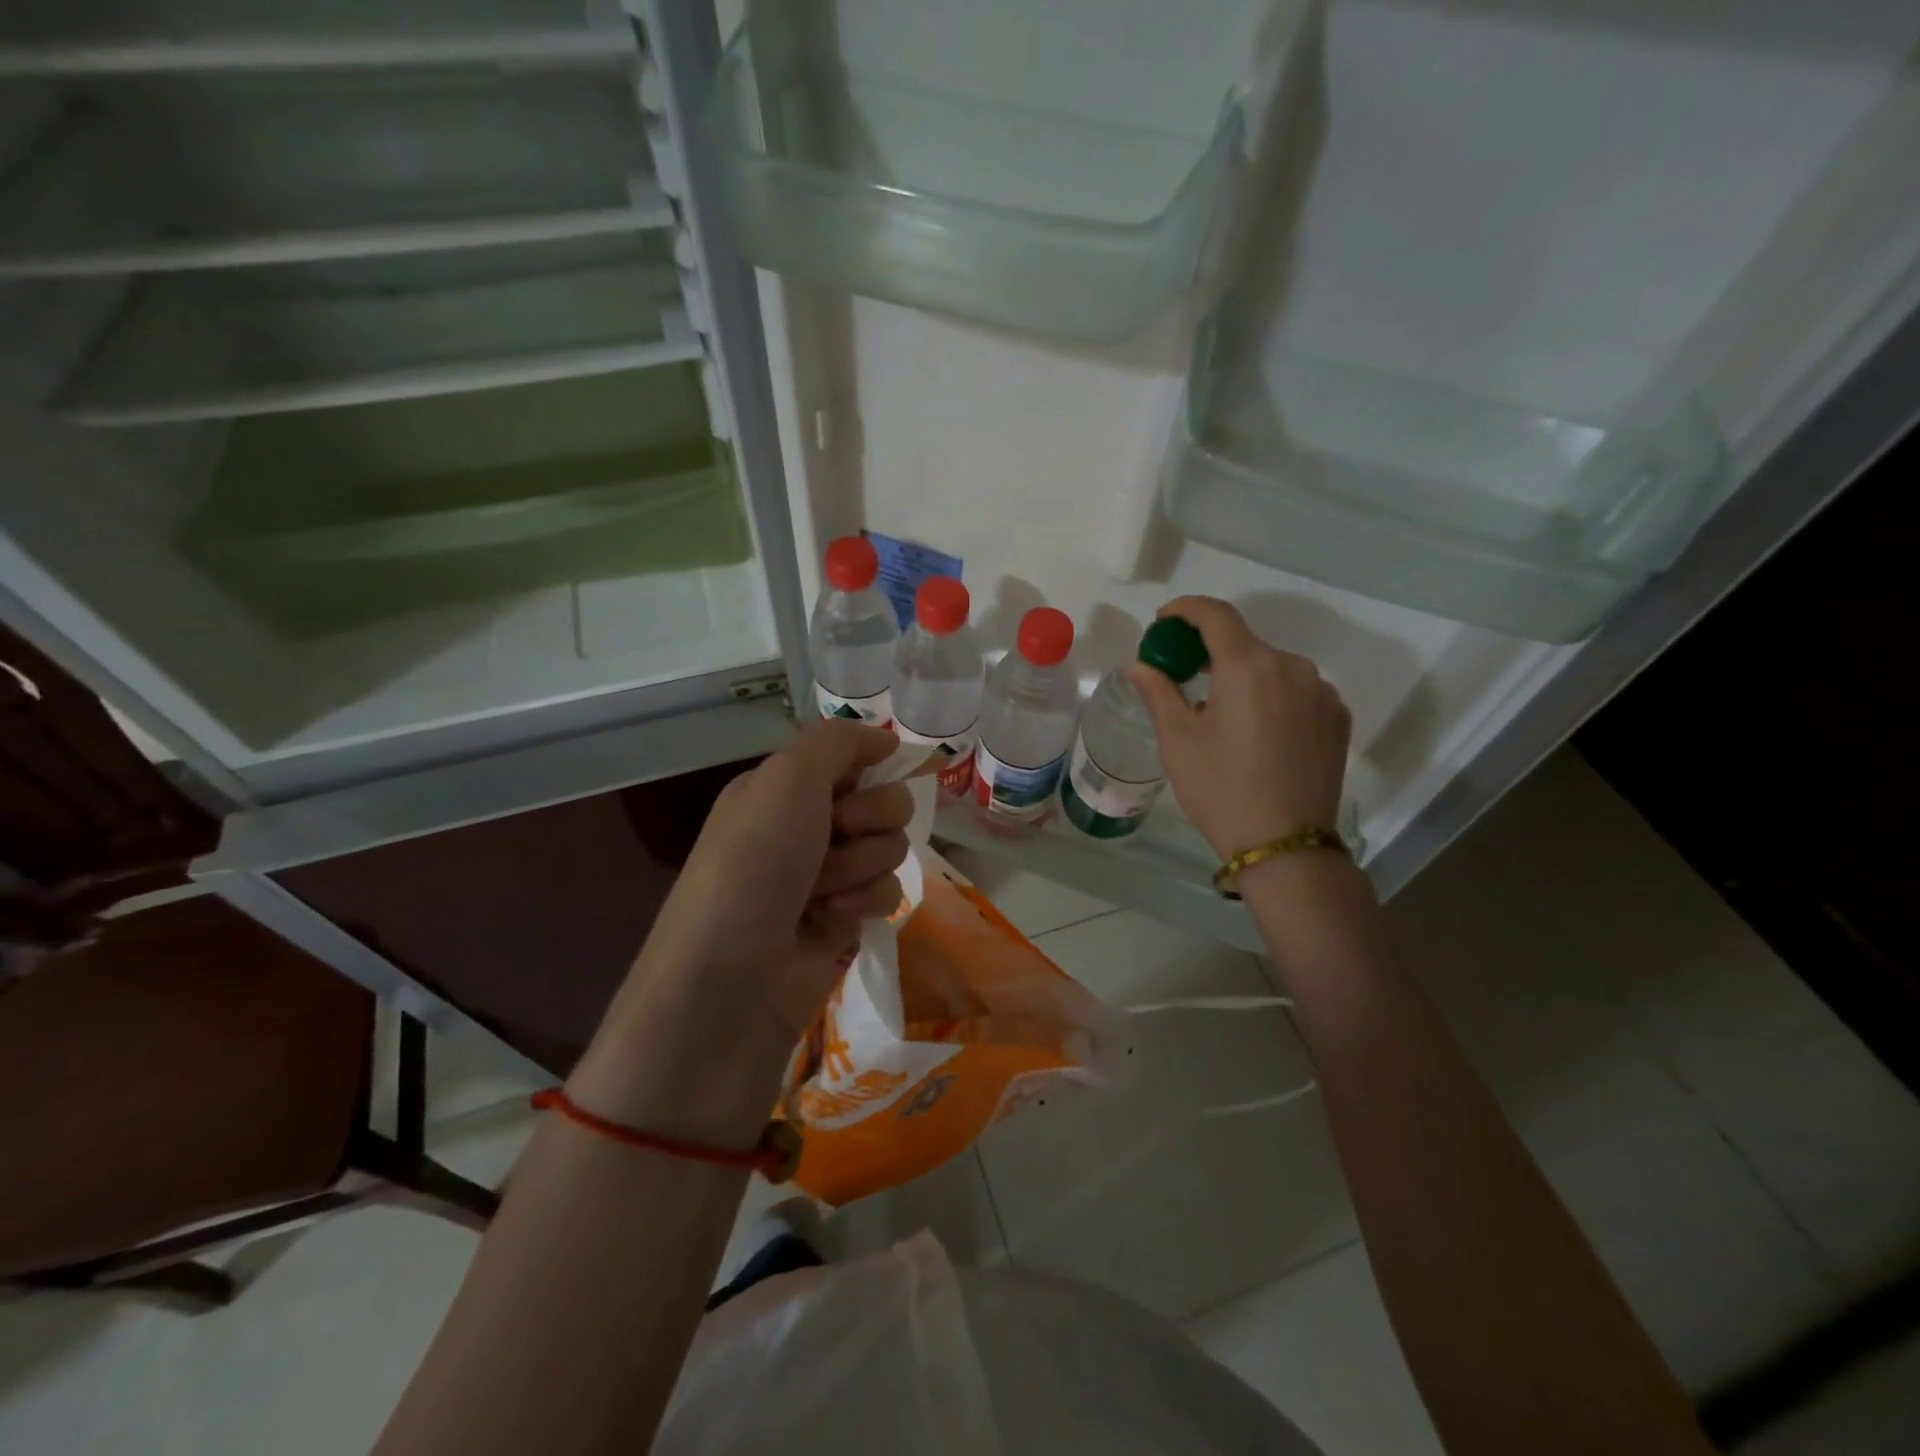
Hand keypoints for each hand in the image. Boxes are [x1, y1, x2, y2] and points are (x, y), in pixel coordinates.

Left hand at [646, 719, 911, 1042]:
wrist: (730, 981)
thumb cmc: (753, 865)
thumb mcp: (786, 779)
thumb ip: (838, 741)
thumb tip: (885, 739)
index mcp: (783, 788)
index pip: (853, 759)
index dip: (866, 771)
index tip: (855, 787)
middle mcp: (806, 826)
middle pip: (884, 801)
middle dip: (868, 821)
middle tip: (833, 839)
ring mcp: (827, 875)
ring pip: (891, 847)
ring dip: (862, 866)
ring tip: (821, 892)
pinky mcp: (844, 920)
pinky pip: (888, 891)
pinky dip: (865, 903)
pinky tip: (832, 922)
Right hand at [1129, 595, 1351, 861]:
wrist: (1285, 846)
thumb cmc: (1220, 789)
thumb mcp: (1178, 741)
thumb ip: (1159, 692)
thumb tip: (1140, 666)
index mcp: (1249, 666)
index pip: (1216, 615)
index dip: (1186, 610)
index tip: (1165, 622)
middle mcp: (1292, 667)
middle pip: (1245, 644)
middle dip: (1212, 653)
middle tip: (1185, 678)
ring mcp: (1322, 692)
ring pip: (1273, 669)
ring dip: (1244, 678)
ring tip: (1223, 716)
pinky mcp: (1338, 718)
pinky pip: (1297, 692)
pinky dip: (1273, 698)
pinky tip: (1258, 733)